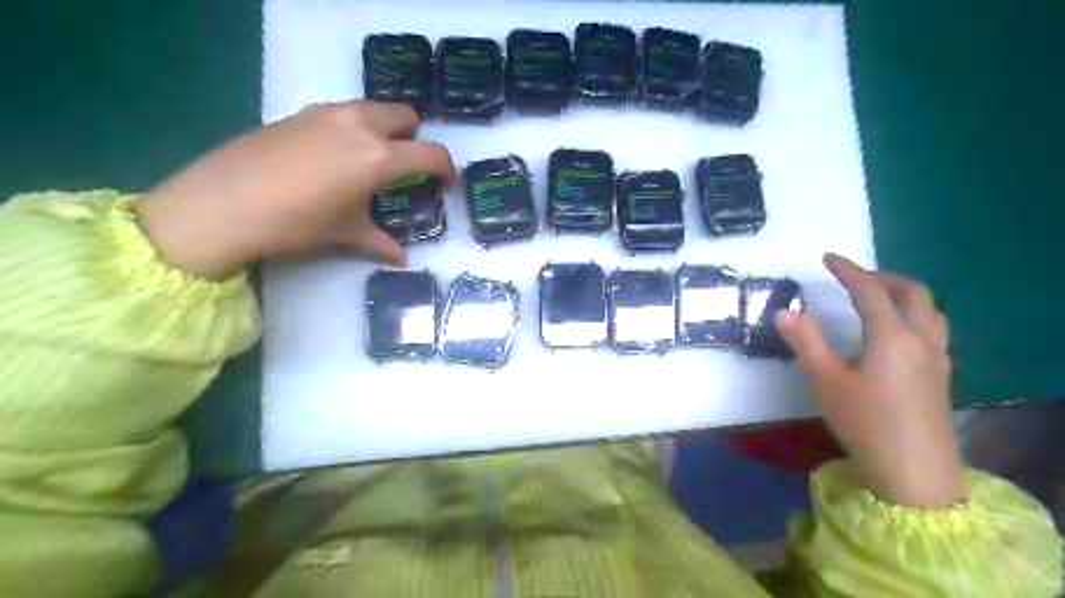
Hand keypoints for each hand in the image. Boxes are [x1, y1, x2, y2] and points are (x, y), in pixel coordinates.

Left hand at [135, 101, 452, 278]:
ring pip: (372, 108)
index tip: (448, 181)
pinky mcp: (300, 113)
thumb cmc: (295, 223)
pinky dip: (353, 128)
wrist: (221, 204)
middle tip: (407, 165)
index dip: (446, 168)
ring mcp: (327, 113)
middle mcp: (359, 125)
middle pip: (404, 115)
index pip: (429, 153)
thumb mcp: (344, 233)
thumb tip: (402, 259)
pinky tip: (334, 156)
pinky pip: (342, 112)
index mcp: (378, 157)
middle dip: (414, 137)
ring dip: (383, 128)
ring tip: (372, 159)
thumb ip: (380, 242)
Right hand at [775, 251, 965, 508]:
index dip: (848, 270)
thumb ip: (805, 342)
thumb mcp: (826, 381)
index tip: (828, 258)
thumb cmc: (864, 423)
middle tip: (853, 277)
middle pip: (912, 292)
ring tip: (878, 297)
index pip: (870, 290)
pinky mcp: (942, 374)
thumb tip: (783, 312)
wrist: (914, 472)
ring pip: (930, 309)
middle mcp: (920, 339)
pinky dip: (916, 314)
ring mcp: (937, 357)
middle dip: (882, 276)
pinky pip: (935, 328)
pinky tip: (897, 331)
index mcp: (891, 336)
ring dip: (905, 293)